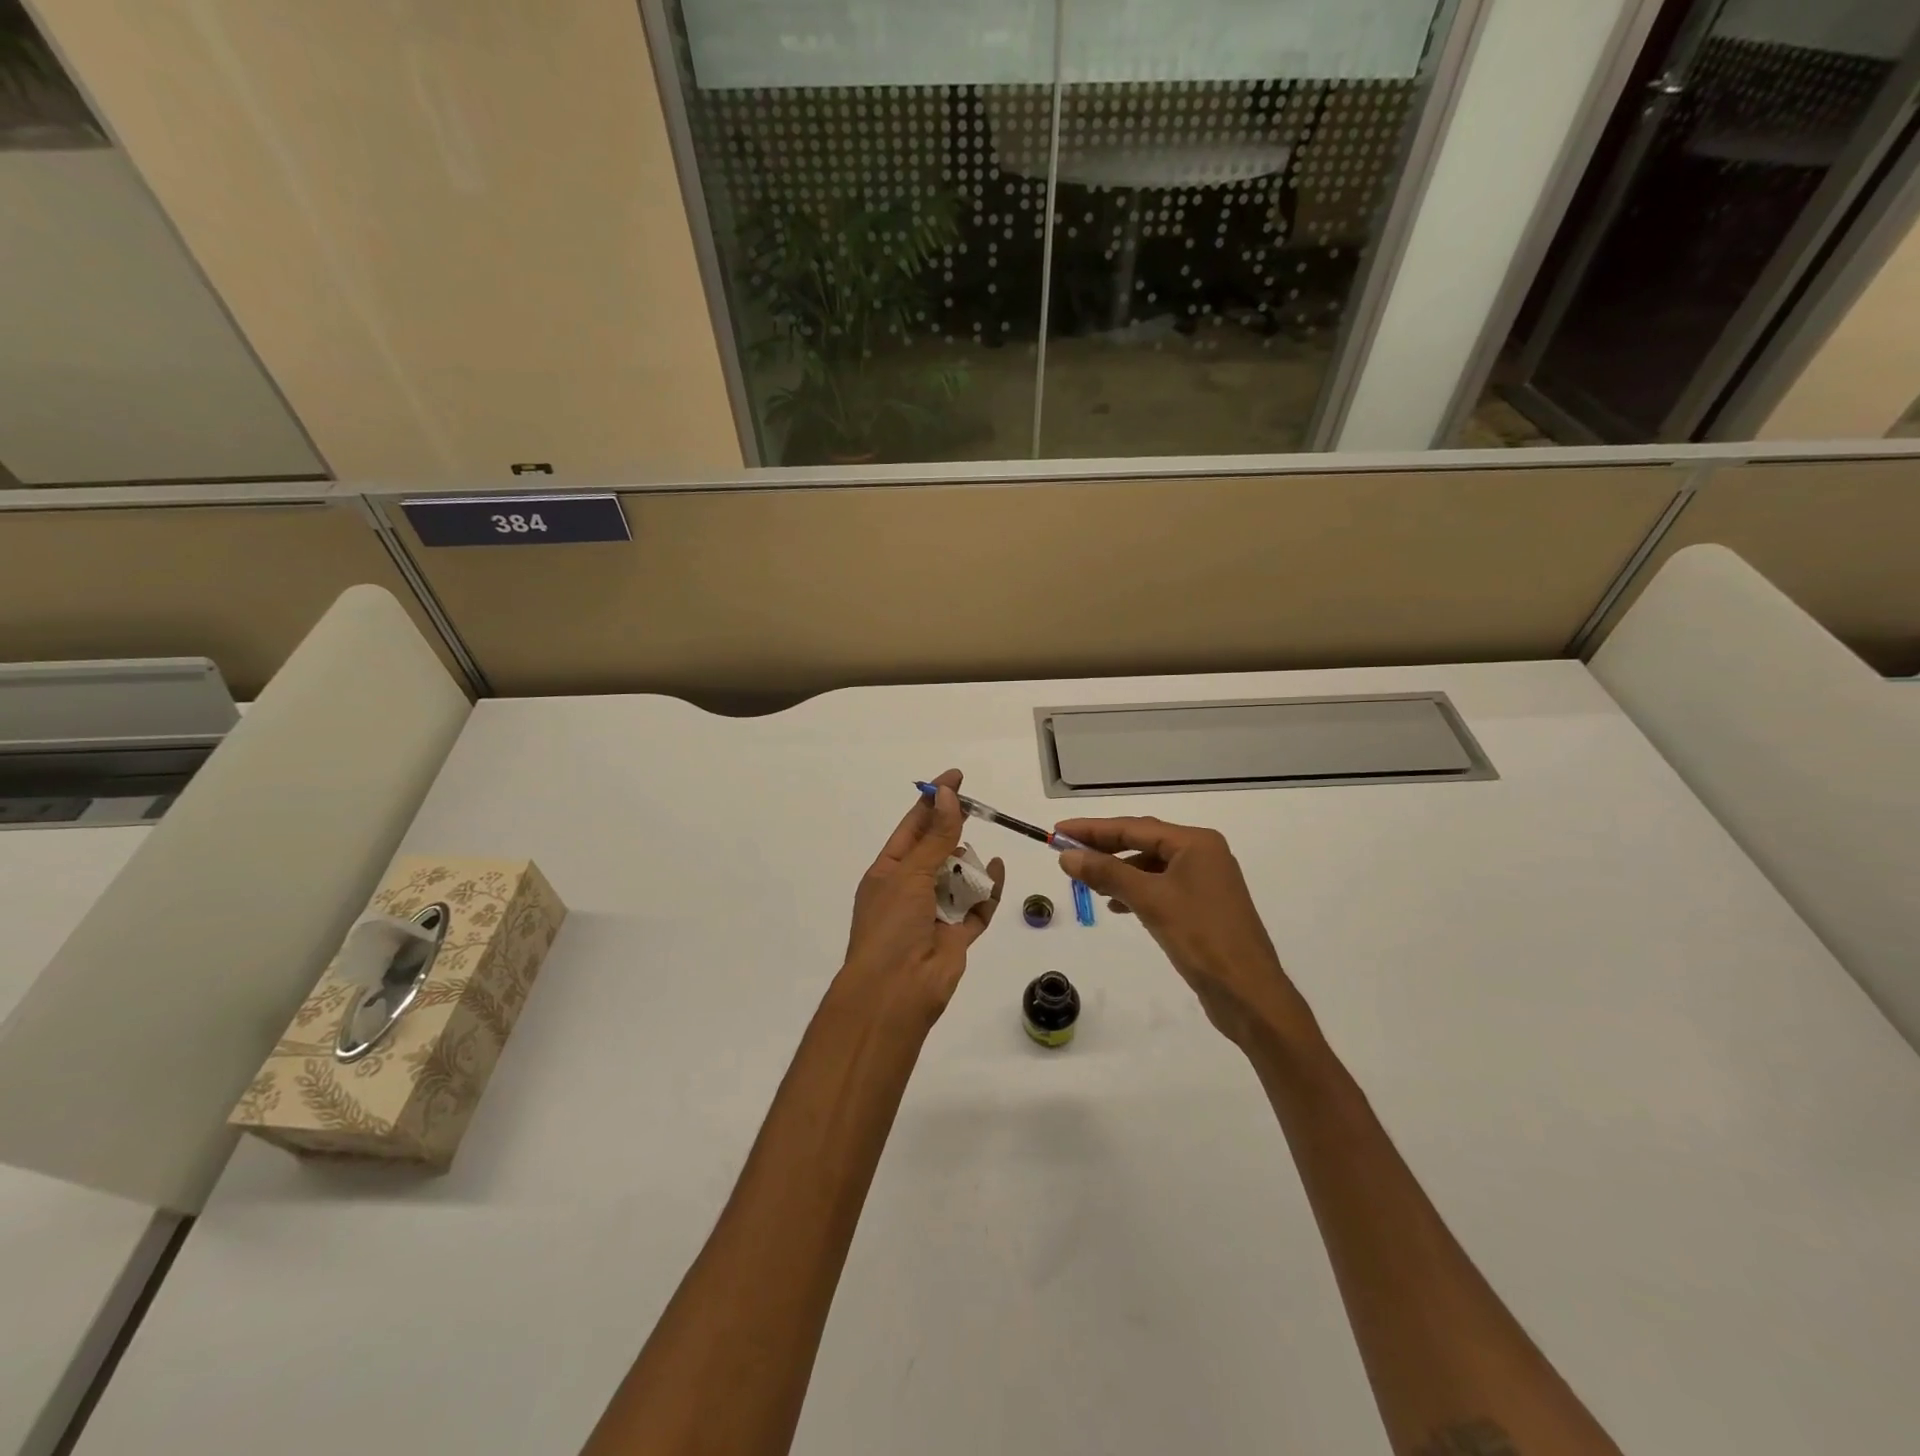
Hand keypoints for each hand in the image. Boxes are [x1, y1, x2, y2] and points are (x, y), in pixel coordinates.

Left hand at [840, 768, 1004, 1027]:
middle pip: (937, 850)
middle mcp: (910, 889)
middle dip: (954, 829)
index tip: (955, 778)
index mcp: (888, 871)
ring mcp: (934, 912)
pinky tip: (997, 871)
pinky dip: (988, 891)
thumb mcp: (910, 874)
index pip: (912, 827)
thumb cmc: (892, 927)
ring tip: (975, 856)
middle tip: (977, 807)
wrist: (895, 993)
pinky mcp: (957, 935)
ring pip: (959, 877)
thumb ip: (935, 836)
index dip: (932, 801)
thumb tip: (946, 795)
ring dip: (969, 863)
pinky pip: (977, 907)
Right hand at [1055, 817, 1313, 1052]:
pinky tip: (1116, 905)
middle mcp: (1203, 855)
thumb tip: (1067, 855)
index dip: (1093, 829)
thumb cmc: (1201, 938)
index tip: (1059, 831)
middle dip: (1104, 847)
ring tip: (1087, 881)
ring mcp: (1205, 881)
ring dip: (1118, 871)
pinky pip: (1160, 887)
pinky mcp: (1203, 907)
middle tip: (1066, 851)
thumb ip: (1107, 873)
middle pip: (1143, 842)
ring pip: (1151, 866)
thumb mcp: (1150, 900)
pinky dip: (1136, 891)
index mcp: (1196, 844)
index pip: (1134, 827)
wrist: (1249, 994)